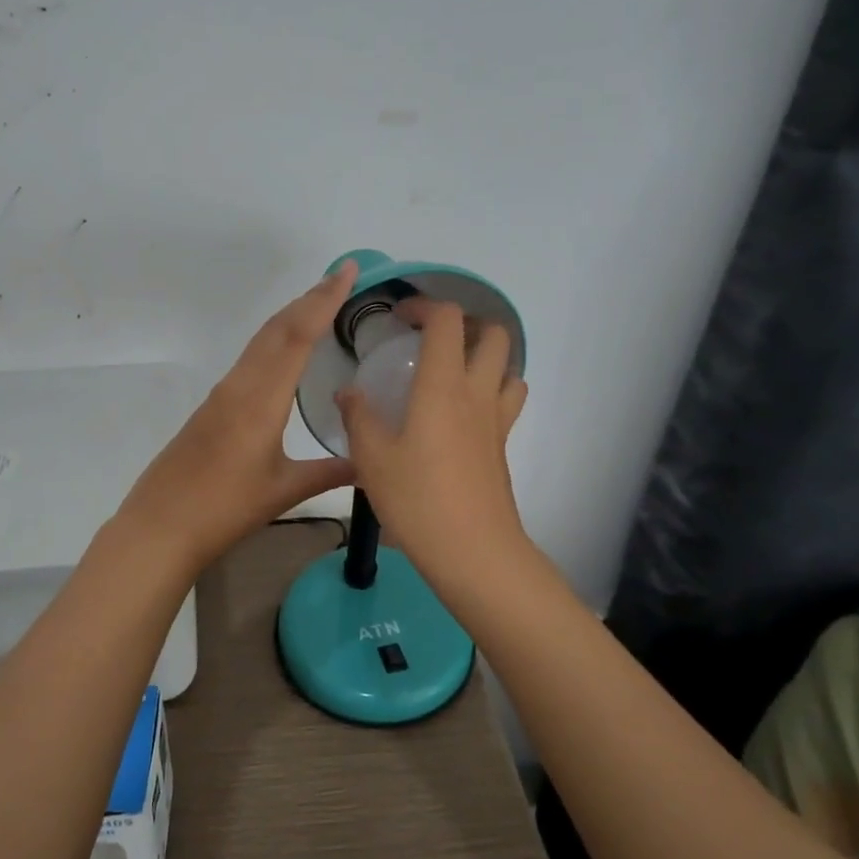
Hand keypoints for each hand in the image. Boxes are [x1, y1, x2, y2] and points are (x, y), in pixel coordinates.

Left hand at [114, 262, 359, 573]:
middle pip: (277, 328)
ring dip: (291, 316)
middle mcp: (240, 384)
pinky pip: (250, 358)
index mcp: (261, 399)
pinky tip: (285, 350)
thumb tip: (370, 463)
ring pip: (261, 341)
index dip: (323, 300)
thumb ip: (329, 472)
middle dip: (309, 298)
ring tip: (320, 303)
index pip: (297, 336)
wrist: (161, 525)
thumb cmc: (224, 508)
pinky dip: (274, 340)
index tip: (346, 272)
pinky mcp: (212, 406)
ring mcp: (222, 393)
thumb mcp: (283, 490)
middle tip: (341, 277)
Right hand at [336, 298, 530, 595]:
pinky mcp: (502, 447)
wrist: (473, 552)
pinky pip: (507, 402)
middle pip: (496, 335)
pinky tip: (460, 415)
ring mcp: (496, 421)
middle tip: (433, 339)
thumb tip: (348, 392)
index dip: (426, 306)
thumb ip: (358, 417)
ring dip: (486, 358)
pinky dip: (491, 391)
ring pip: (510, 368)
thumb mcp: (372, 458)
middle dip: (468, 324)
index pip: (448, 320)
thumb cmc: (417, 499)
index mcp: (444, 386)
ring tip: (452, 372)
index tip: (400, 318)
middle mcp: (477, 393)